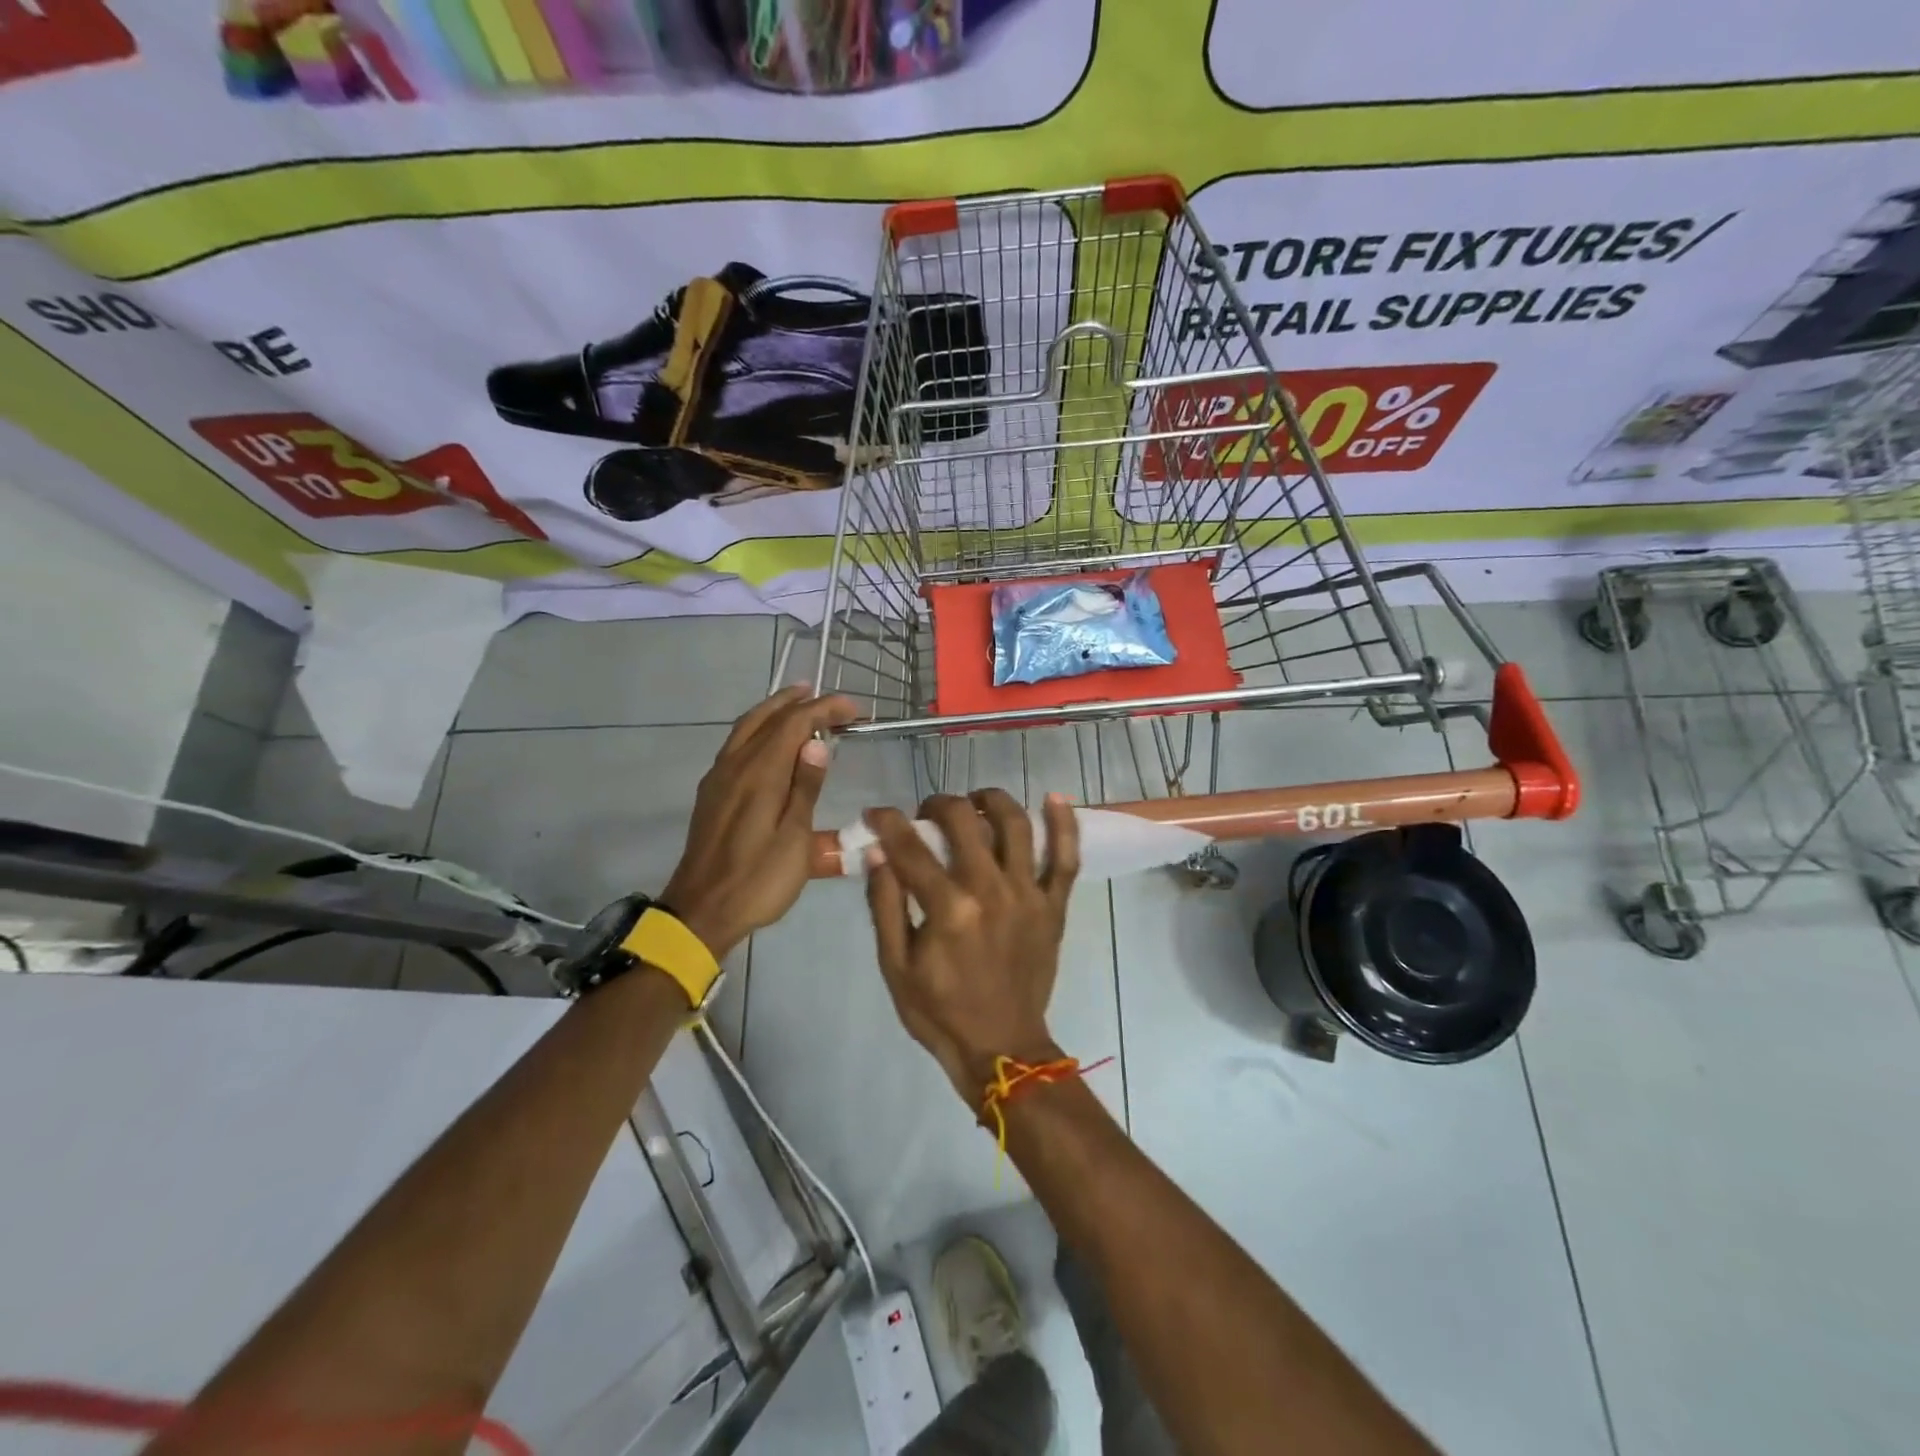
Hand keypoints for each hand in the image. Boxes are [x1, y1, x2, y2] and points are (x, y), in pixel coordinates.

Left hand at [663, 687, 856, 957]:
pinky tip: (770, 742)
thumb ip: (805, 788)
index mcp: (759, 774)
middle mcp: (735, 766)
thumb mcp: (794, 840)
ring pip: (746, 727)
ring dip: (775, 710)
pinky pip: (737, 743)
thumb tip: (816, 743)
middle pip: (766, 718)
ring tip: (799, 704)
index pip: (794, 724)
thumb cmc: (758, 880)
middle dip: (798, 702)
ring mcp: (719, 778)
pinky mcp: (712, 792)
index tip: (854, 709)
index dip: (824, 710)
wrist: (701, 911)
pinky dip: (759, 728)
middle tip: (827, 698)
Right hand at [864, 790, 1080, 1102]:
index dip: (888, 822)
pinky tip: (1053, 798)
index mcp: (948, 909)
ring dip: (991, 801)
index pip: (911, 847)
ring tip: (975, 800)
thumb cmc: (940, 1012)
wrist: (1002, 1049)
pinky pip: (1066, 858)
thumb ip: (886, 905)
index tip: (876, 813)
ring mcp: (1028, 896)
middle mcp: (990, 891)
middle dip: (938, 805)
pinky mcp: (1054, 906)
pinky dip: (1063, 825)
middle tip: (926, 812)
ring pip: (1015, 826)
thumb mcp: (896, 966)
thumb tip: (878, 852)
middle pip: (964, 822)